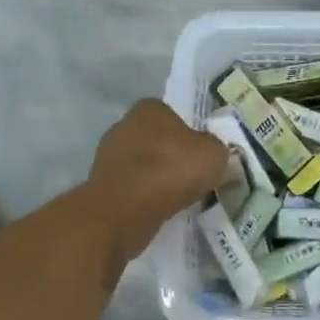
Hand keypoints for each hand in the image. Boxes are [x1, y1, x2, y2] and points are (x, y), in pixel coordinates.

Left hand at [88, 99, 234, 261]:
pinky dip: (146, 198)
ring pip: (145, 166)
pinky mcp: (102, 186)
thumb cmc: (171, 170)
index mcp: (150, 108)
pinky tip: (160, 210)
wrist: (125, 211)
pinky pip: (134, 188)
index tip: (204, 156)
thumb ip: (218, 150)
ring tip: (180, 198)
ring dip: (159, 179)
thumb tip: (215, 155)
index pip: (175, 116)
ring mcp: (108, 156)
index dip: (192, 135)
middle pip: (159, 141)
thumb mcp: (215, 155)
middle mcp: (124, 125)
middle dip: (174, 158)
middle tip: (195, 178)